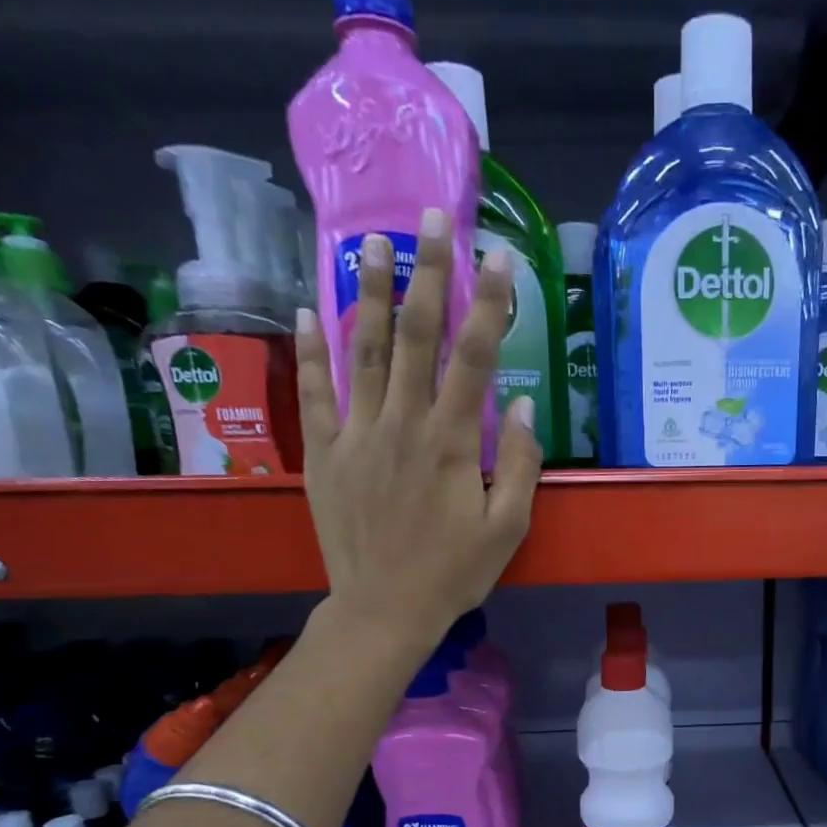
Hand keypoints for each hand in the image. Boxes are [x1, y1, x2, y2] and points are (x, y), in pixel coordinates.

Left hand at [295, 207, 543, 649]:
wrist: (385, 609)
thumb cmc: (454, 573)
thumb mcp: (507, 530)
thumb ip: (517, 466)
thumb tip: (520, 406)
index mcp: (451, 442)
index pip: (473, 358)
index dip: (489, 304)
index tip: (499, 257)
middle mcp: (402, 424)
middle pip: (414, 336)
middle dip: (427, 274)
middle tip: (429, 218)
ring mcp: (357, 435)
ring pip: (361, 350)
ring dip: (367, 292)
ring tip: (370, 242)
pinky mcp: (326, 453)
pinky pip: (316, 392)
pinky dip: (311, 350)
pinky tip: (307, 310)